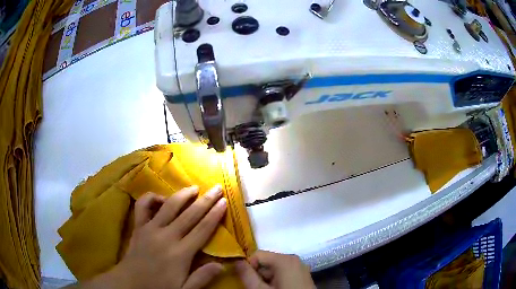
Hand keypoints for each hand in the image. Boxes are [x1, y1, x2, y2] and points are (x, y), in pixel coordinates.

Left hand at [78, 185, 226, 288]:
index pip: (202, 230)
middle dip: (205, 200)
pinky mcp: (138, 226)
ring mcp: (151, 229)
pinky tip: (161, 198)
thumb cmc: (159, 288)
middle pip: (190, 214)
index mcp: (180, 253)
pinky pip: (143, 206)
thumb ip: (201, 278)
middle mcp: (167, 236)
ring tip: (194, 188)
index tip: (224, 202)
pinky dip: (151, 198)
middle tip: (216, 188)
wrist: (130, 283)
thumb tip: (222, 265)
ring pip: (169, 206)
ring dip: (182, 195)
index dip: (215, 215)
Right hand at [235, 250, 315, 288]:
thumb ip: (247, 275)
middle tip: (256, 288)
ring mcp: (300, 268)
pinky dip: (276, 282)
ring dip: (266, 280)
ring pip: (274, 270)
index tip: (246, 280)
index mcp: (284, 259)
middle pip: (266, 263)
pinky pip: (284, 274)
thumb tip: (237, 261)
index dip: (248, 267)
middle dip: (258, 275)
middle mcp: (293, 259)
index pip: (257, 255)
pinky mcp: (302, 276)